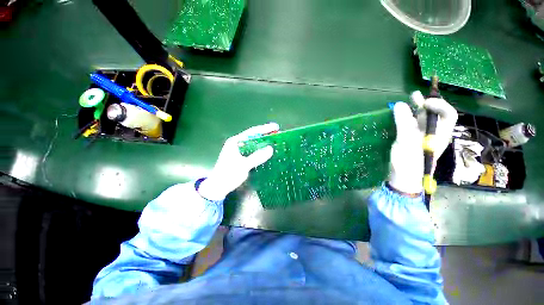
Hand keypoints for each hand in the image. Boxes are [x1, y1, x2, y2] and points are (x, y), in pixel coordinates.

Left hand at [198, 123, 279, 200]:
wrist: (218, 188)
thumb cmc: (228, 175)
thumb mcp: (243, 166)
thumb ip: (257, 157)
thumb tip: (270, 149)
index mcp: (235, 142)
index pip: (252, 132)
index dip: (264, 129)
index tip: (276, 127)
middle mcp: (236, 144)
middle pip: (253, 136)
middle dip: (265, 134)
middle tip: (277, 133)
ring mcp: (238, 151)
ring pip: (253, 143)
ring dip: (263, 142)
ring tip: (274, 141)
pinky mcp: (240, 157)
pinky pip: (252, 150)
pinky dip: (260, 150)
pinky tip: (266, 151)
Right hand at [389, 91, 457, 193]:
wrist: (403, 177)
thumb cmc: (408, 162)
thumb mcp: (406, 142)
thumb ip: (403, 123)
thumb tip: (398, 104)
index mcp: (440, 134)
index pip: (448, 114)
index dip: (439, 105)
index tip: (424, 103)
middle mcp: (434, 133)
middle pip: (435, 115)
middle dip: (427, 103)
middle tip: (415, 95)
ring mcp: (422, 136)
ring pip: (422, 118)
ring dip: (416, 108)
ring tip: (410, 98)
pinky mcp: (412, 140)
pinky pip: (412, 124)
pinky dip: (407, 117)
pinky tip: (401, 113)